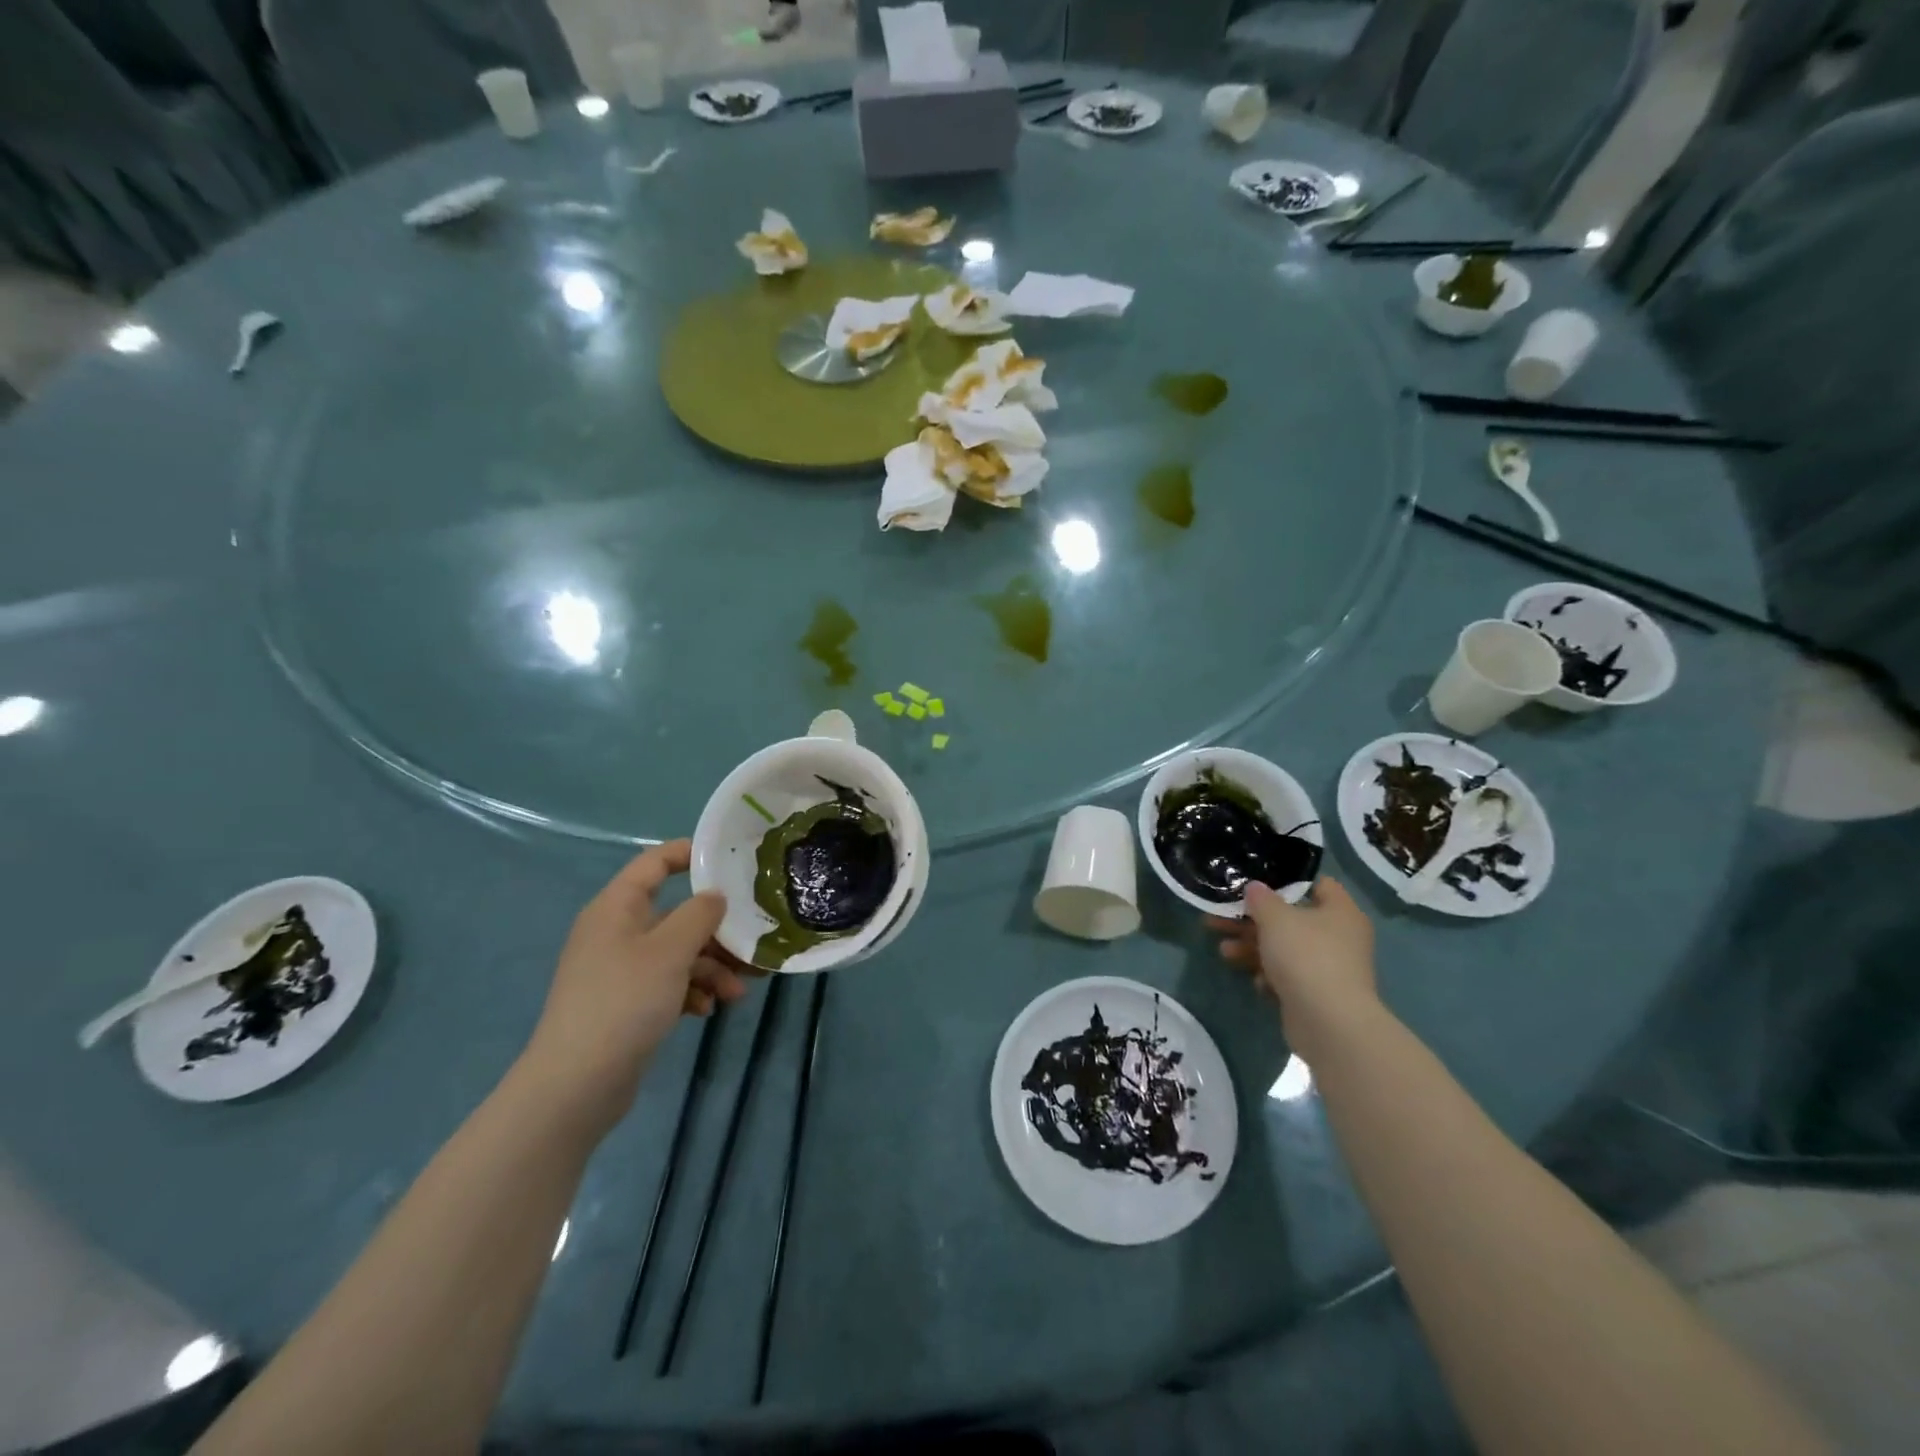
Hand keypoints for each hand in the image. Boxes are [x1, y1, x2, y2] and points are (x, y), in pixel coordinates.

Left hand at [519, 841, 754, 1132]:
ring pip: (678, 953)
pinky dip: (692, 991)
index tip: (730, 860)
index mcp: (617, 908)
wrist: (576, 1084)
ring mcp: (620, 970)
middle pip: (676, 915)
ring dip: (711, 968)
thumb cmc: (624, 1001)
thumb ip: (700, 915)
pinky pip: (668, 984)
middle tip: (752, 942)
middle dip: (716, 931)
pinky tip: (707, 1010)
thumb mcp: (670, 951)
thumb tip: (715, 896)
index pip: (654, 863)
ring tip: (737, 992)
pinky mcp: (626, 1003)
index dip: (689, 854)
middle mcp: (617, 932)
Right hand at [1209, 879, 1377, 1057]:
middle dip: (1252, 920)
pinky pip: (1288, 976)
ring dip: (1252, 948)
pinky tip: (1257, 982)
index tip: (1255, 883)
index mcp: (1340, 911)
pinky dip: (1269, 976)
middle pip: (1290, 919)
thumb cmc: (1306, 956)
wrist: (1329, 1023)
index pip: (1317, 884)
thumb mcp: (1275, 917)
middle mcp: (1339, 937)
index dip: (1286, 881)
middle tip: (1219, 918)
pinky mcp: (1316, 994)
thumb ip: (1261, 898)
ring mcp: (1329, 968)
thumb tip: (1255, 887)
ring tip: (1224, 951)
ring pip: (1283, 949)